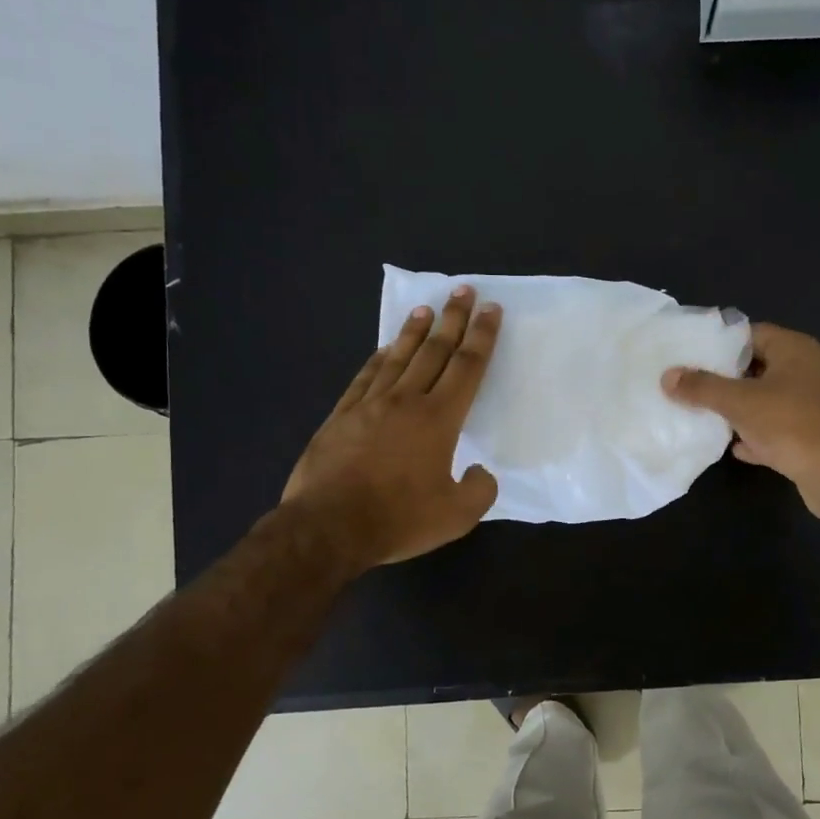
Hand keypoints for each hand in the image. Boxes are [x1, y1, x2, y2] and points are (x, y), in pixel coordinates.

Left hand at [282, 287, 501, 569]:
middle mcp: (406, 401)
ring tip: (425, 308)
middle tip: (464, 290)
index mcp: (439, 420)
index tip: (491, 310)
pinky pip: (365, 377)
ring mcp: (369, 405)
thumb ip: (479, 491)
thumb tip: (480, 472)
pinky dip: (378, 359)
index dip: (482, 336)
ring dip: (414, 331)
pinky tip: (383, 350)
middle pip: (434, 351)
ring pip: (398, 357)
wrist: (328, 527)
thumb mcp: (456, 516)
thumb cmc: (397, 520)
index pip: (467, 367)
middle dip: (453, 319)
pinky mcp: (341, 416)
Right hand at [662, 323, 819, 526]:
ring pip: (765, 401)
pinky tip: (733, 447)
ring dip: (737, 410)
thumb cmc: (791, 424)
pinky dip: (756, 437)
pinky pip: (775, 430)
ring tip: (701, 414)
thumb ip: (702, 387)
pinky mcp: (811, 436)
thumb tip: (668, 376)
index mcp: (794, 350)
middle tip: (688, 385)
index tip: (688, 354)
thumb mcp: (739, 401)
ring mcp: (811, 405)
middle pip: (756, 368)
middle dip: (723, 379)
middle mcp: (806, 370)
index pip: (750, 333)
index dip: (719, 343)